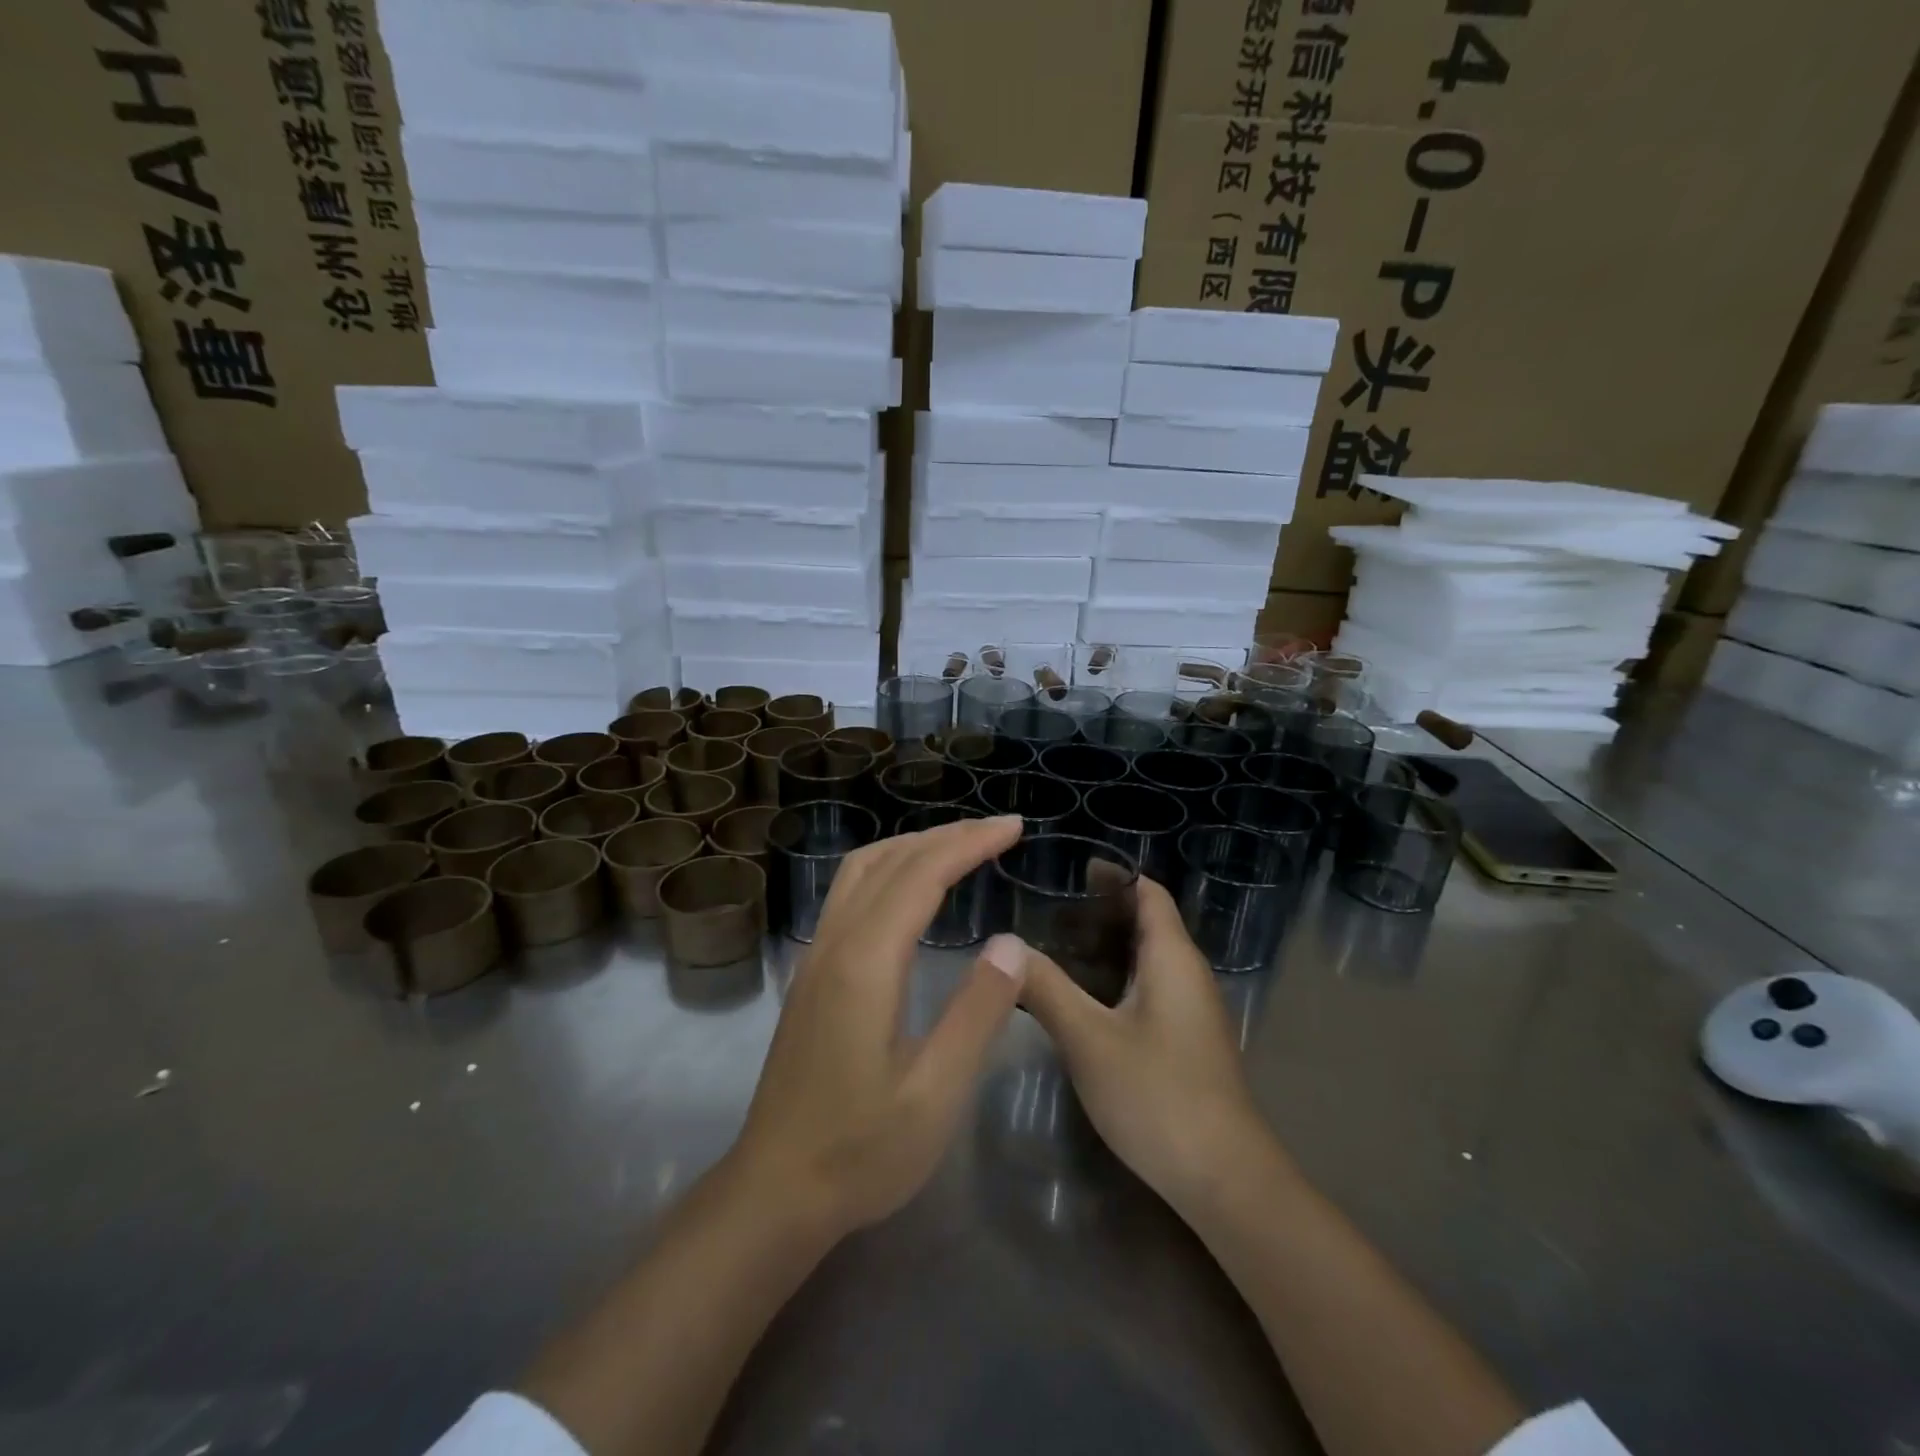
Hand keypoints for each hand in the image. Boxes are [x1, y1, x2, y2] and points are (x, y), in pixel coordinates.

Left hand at [727, 814, 1028, 1239]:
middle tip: (999, 830)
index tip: (1013, 828)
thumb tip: (1012, 942)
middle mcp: (835, 944)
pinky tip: (909, 888)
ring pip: (861, 870)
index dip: (969, 843)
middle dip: (947, 835)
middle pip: (890, 860)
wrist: (775, 1190)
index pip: (922, 875)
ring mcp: (815, 956)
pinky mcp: (810, 974)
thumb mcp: (935, 1093)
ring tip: (960, 845)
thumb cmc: (861, 1151)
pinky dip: (889, 868)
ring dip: (912, 845)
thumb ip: (978, 1013)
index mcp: (866, 963)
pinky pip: (849, 893)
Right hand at [1018, 876, 1275, 1213]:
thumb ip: (1046, 987)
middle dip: (1101, 910)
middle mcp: (1188, 974)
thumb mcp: (1088, 1039)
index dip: (1114, 876)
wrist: (1223, 1179)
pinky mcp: (1186, 1041)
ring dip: (1106, 947)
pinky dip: (1116, 979)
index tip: (1070, 869)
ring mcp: (1191, 1010)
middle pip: (1147, 923)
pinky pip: (1149, 988)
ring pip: (1146, 959)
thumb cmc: (1157, 1095)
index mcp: (1172, 958)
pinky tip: (1081, 999)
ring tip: (1053, 946)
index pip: (1149, 893)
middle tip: (1047, 909)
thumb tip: (1004, 945)